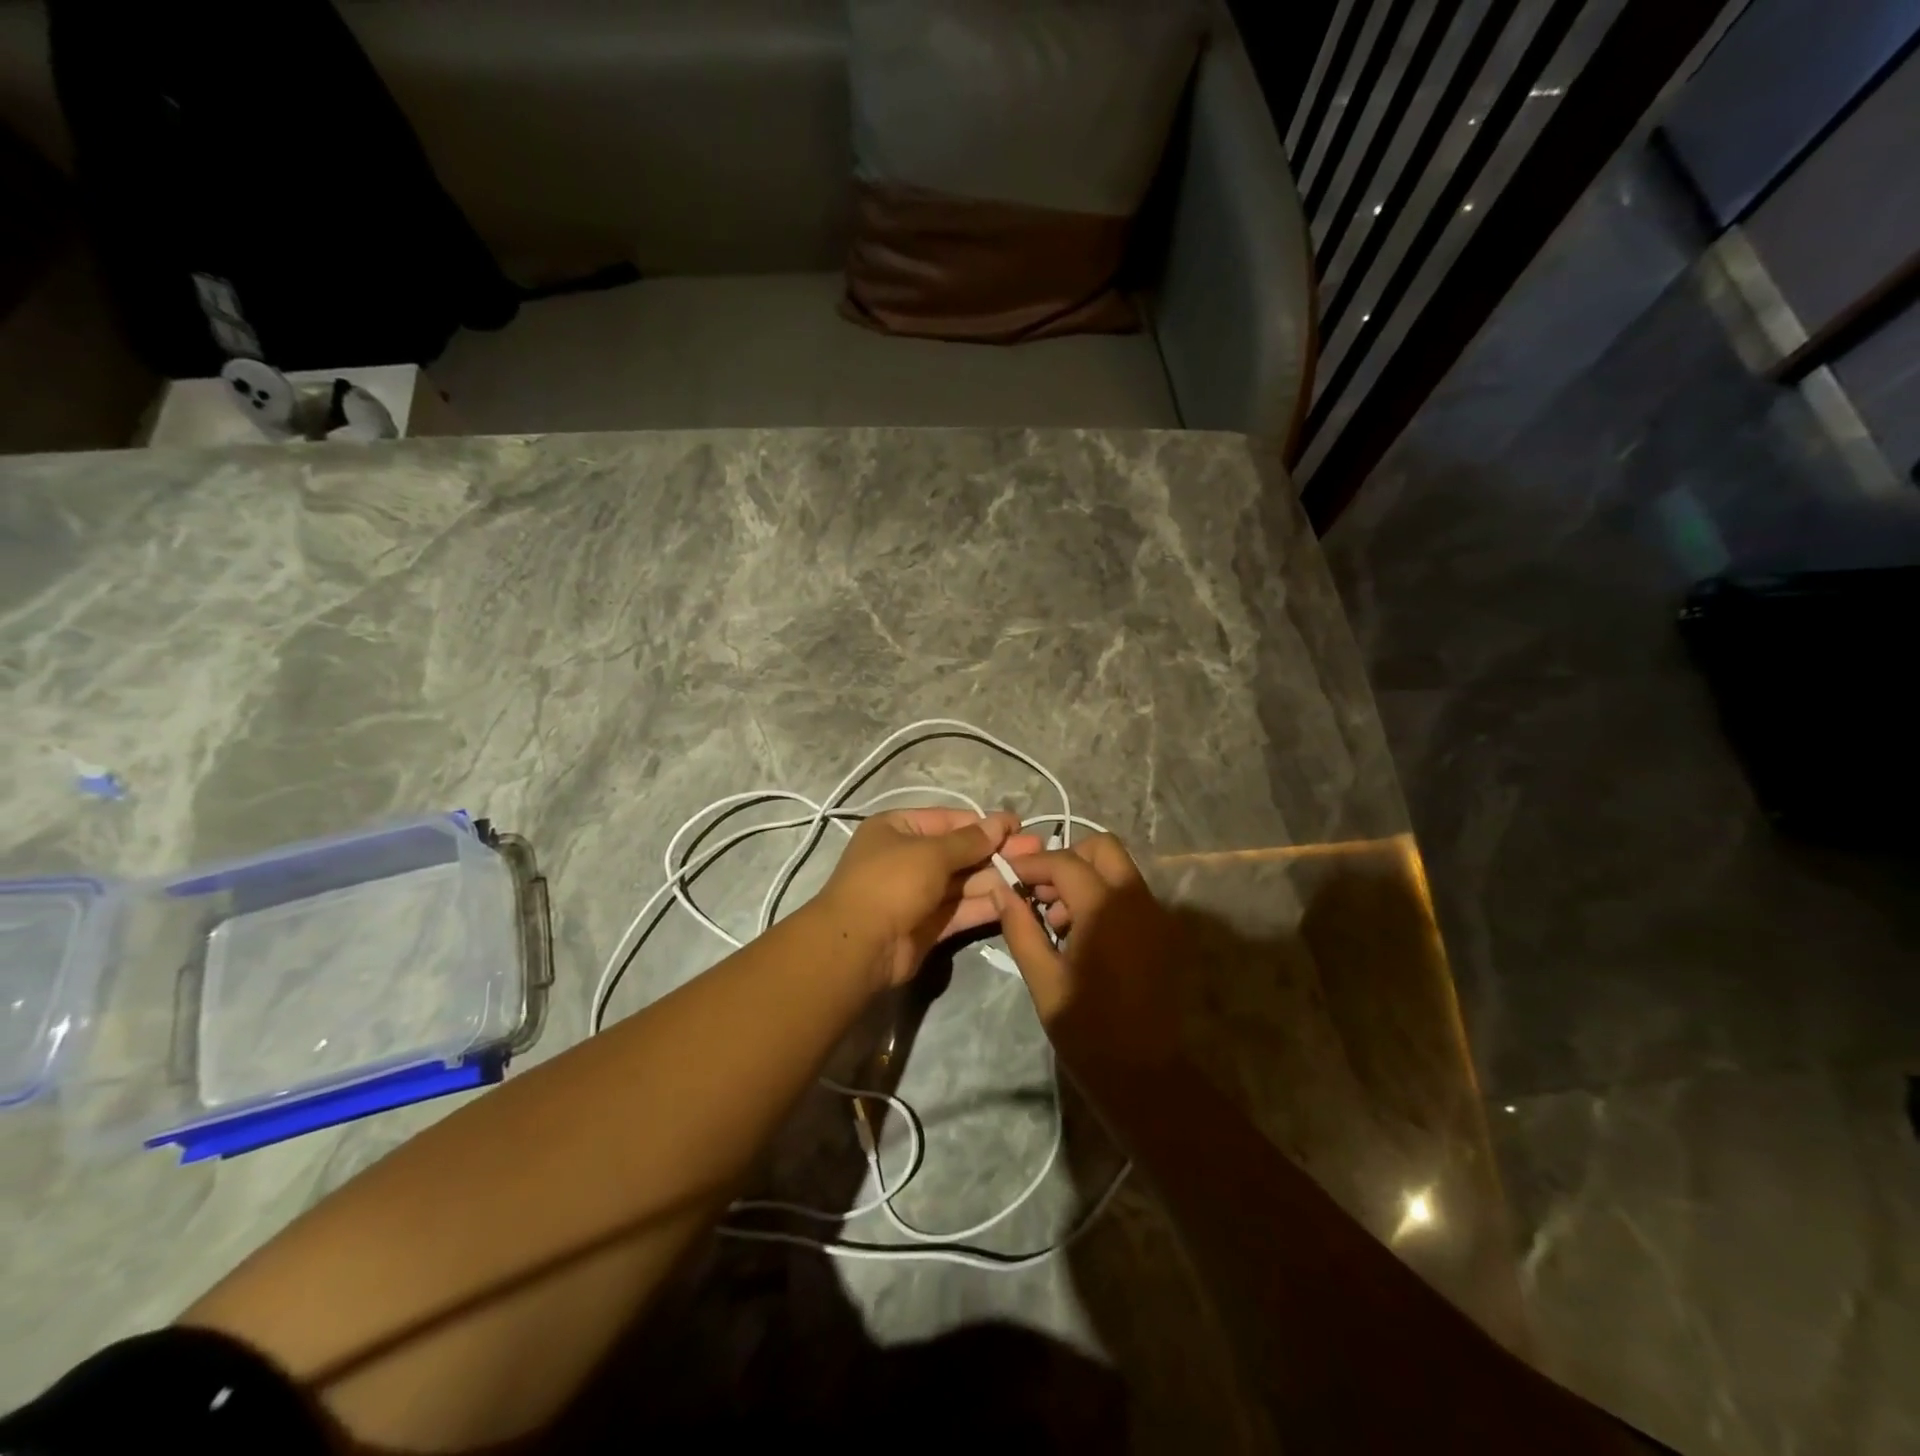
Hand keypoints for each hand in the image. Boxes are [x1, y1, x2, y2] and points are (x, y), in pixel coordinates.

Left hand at [818, 808, 1044, 989]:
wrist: (859, 946)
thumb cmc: (891, 882)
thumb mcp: (931, 853)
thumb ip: (970, 841)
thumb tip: (1001, 822)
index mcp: (898, 828)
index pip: (949, 820)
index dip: (984, 823)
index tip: (1018, 826)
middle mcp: (907, 857)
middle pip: (959, 851)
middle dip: (997, 850)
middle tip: (1037, 849)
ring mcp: (917, 893)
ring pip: (963, 881)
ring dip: (997, 877)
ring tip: (1035, 873)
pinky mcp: (928, 924)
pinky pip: (961, 909)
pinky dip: (986, 904)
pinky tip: (1016, 898)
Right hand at [991, 833, 1183, 1075]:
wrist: (1143, 1074)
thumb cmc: (1086, 1029)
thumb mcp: (1043, 978)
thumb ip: (1020, 927)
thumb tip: (1001, 889)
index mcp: (1106, 908)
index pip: (1064, 862)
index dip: (1032, 865)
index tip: (1008, 876)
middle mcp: (1138, 900)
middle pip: (1102, 848)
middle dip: (1067, 860)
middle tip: (1040, 893)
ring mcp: (1157, 915)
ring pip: (1119, 870)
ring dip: (1086, 879)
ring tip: (1057, 921)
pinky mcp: (1164, 933)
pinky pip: (1131, 895)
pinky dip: (1104, 897)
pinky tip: (1083, 935)